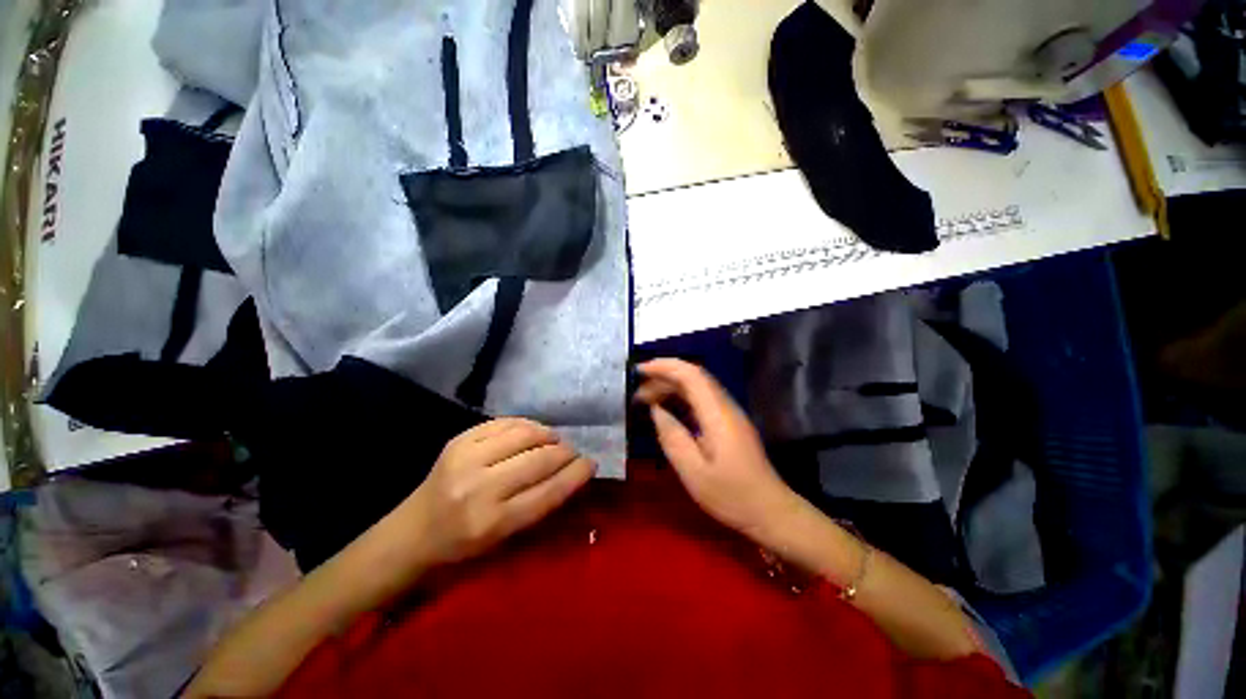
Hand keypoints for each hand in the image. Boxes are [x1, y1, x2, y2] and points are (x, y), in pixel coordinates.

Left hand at [403, 418, 595, 565]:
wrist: (412, 532)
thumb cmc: (462, 546)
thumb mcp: (504, 539)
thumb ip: (539, 505)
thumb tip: (572, 473)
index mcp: (492, 522)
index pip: (548, 492)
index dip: (575, 475)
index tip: (591, 464)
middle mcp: (479, 488)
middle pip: (539, 459)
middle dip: (565, 452)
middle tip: (574, 452)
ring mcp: (466, 458)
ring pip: (525, 434)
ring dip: (548, 435)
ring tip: (554, 440)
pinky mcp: (459, 440)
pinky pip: (504, 422)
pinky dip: (526, 425)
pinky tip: (532, 432)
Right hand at [636, 359, 801, 544]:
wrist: (770, 511)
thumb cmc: (731, 496)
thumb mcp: (694, 472)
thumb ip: (672, 437)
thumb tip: (656, 410)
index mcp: (717, 414)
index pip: (691, 374)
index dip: (664, 366)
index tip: (639, 371)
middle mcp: (725, 406)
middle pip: (694, 377)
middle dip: (664, 376)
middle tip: (637, 392)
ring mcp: (729, 413)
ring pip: (697, 387)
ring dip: (671, 387)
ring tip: (646, 400)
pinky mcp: (729, 423)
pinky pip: (701, 400)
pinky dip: (680, 398)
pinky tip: (666, 410)